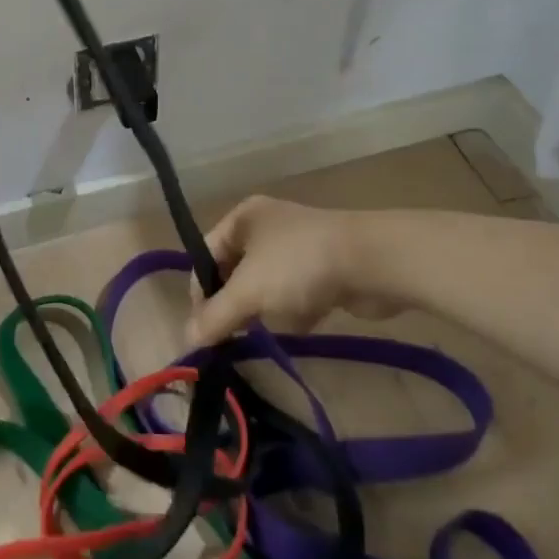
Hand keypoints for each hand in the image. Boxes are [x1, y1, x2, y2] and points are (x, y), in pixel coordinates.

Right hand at [185, 196, 396, 345]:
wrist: (372, 261)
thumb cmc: (298, 265)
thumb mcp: (248, 292)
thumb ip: (215, 317)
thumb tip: (187, 341)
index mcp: (243, 218)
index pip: (206, 254)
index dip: (200, 290)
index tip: (205, 328)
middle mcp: (267, 225)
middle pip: (236, 272)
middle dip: (238, 302)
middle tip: (236, 332)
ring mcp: (299, 245)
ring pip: (267, 285)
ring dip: (269, 308)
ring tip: (279, 320)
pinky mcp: (325, 266)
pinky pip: (297, 293)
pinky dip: (298, 309)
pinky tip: (307, 318)